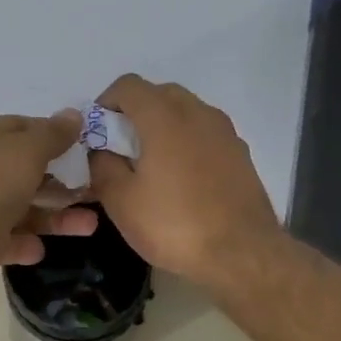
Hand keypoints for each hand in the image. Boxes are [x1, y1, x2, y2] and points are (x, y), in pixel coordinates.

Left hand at [0, 112, 100, 298]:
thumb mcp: (25, 150)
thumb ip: (51, 135)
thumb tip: (73, 114)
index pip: (26, 129)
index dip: (57, 136)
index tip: (90, 147)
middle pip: (30, 172)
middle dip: (65, 181)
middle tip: (100, 190)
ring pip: (26, 209)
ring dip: (57, 217)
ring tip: (91, 226)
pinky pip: (10, 241)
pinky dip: (26, 244)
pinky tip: (41, 249)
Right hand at [88, 75, 286, 288]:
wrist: (243, 254)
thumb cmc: (174, 224)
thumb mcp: (120, 199)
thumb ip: (102, 164)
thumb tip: (101, 149)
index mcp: (164, 117)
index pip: (128, 85)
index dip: (106, 102)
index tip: (98, 132)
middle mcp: (197, 113)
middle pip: (159, 93)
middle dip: (135, 112)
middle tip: (121, 147)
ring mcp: (224, 131)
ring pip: (185, 111)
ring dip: (162, 125)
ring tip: (150, 163)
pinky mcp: (240, 153)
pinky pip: (204, 133)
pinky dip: (186, 141)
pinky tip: (180, 178)